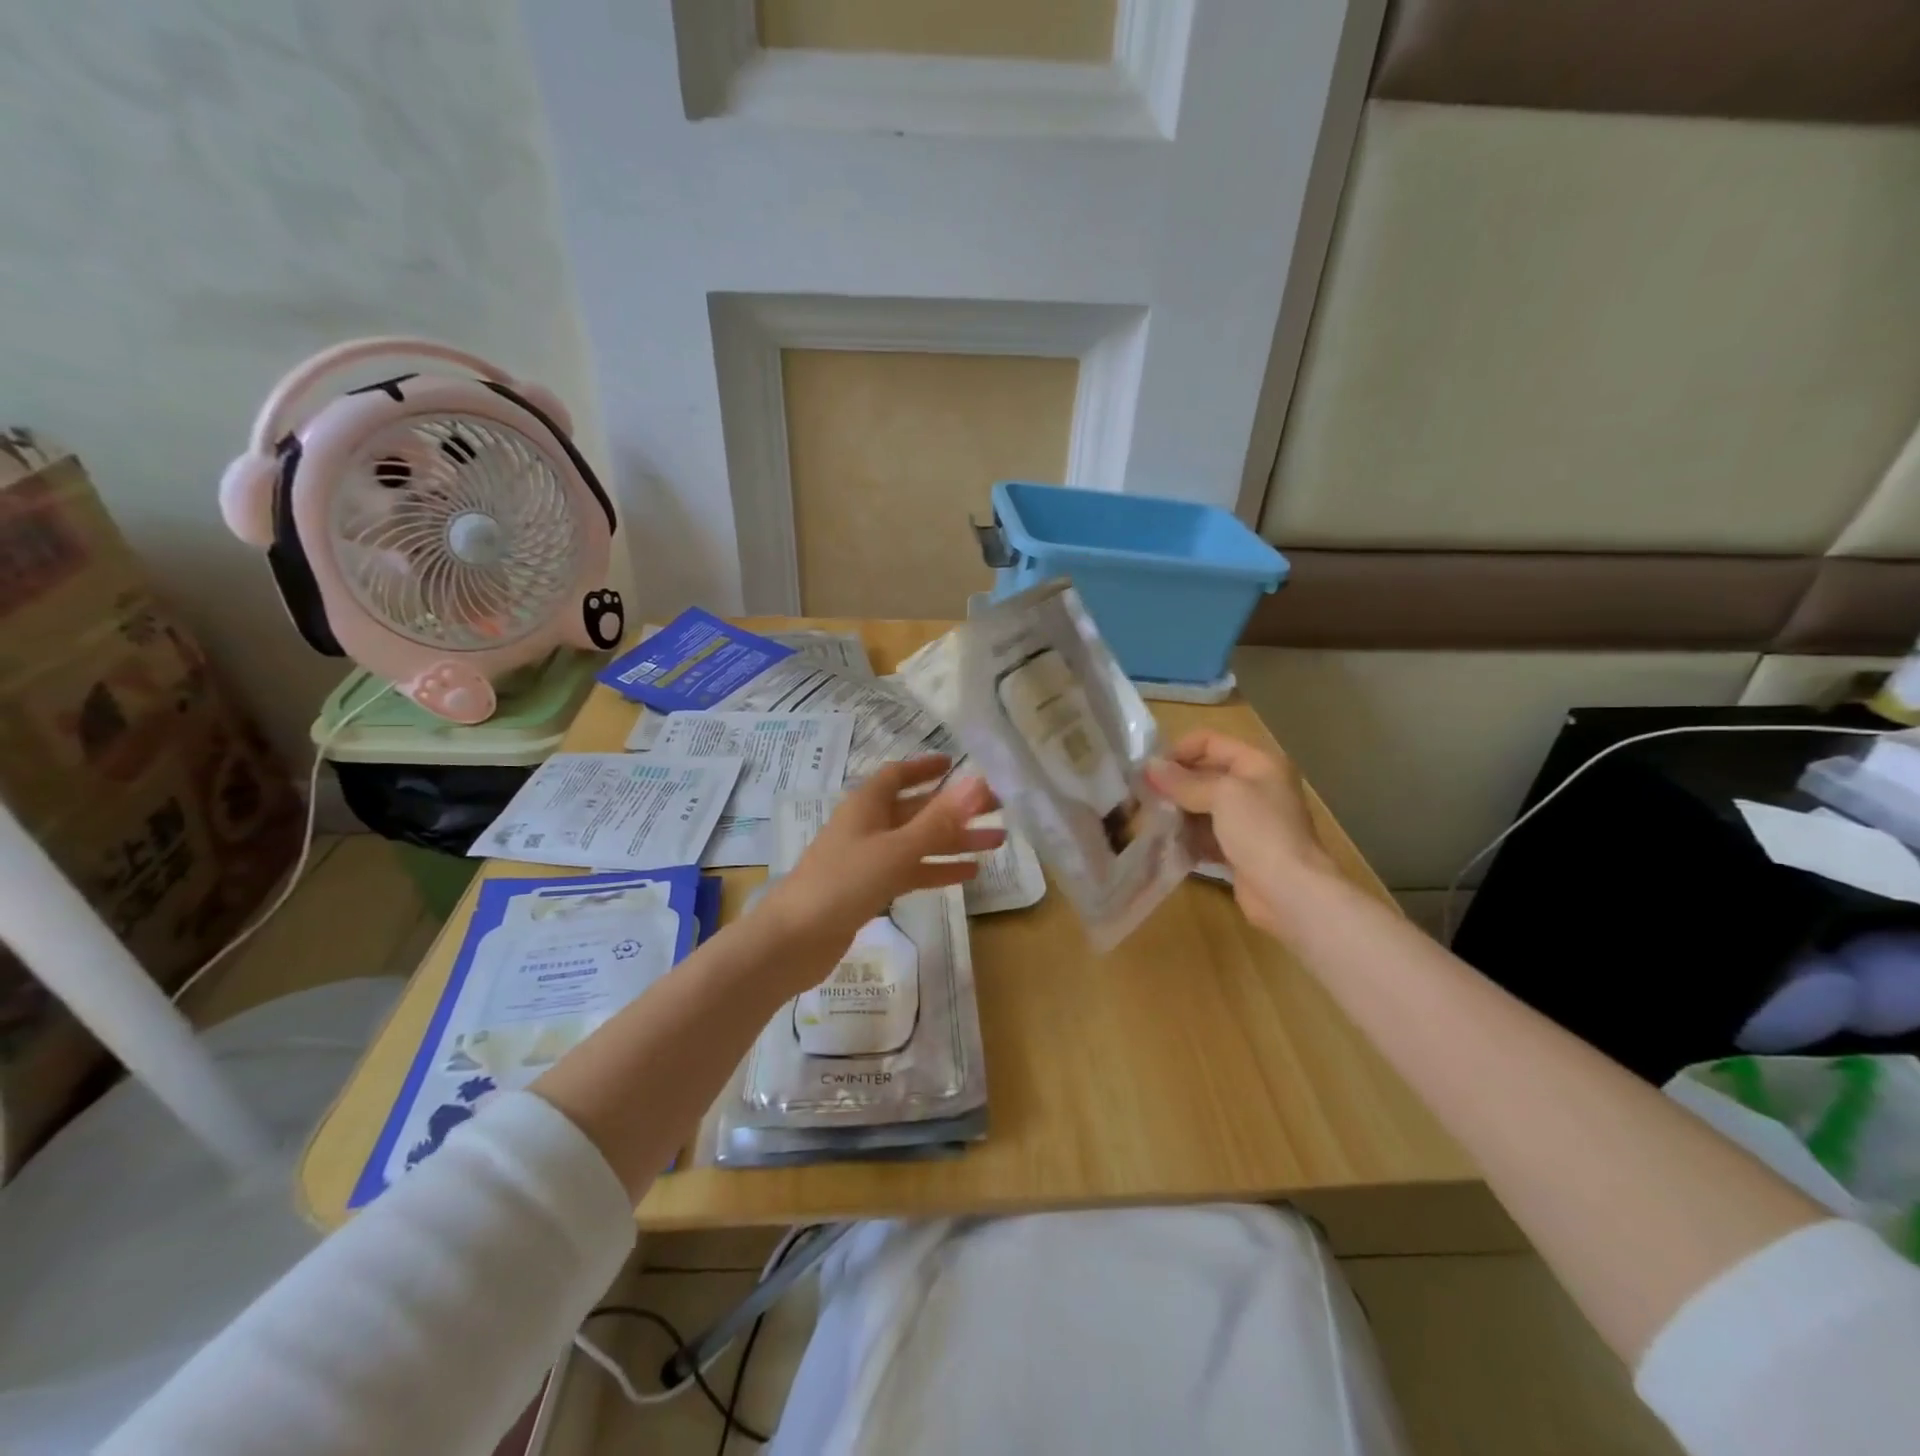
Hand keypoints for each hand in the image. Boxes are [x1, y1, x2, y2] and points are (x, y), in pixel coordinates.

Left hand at [760, 756, 1004, 959]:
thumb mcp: (897, 849)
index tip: (956, 764)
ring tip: (996, 843)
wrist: (794, 940)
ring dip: (954, 841)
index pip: (898, 775)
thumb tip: (977, 781)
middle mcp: (867, 826)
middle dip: (954, 809)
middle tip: (997, 809)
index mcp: (866, 805)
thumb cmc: (844, 883)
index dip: (925, 767)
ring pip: (918, 842)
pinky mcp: (869, 888)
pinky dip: (937, 869)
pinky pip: (910, 871)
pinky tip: (968, 874)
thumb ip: (939, 819)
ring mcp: (867, 858)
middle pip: (916, 809)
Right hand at [1145, 730, 1336, 936]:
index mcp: (1259, 763)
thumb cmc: (1260, 831)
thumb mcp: (1222, 795)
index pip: (1211, 741)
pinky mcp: (1239, 849)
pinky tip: (1165, 842)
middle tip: (1142, 796)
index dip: (1179, 750)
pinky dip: (1186, 836)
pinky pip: (1206, 834)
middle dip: (1174, 783)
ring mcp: (1248, 820)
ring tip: (1148, 819)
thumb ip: (1184, 781)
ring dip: (1177, 811)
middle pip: (1205, 774)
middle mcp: (1255, 786)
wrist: (1290, 891)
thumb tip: (1150, 767)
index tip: (1149, 770)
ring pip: (1203, 806)